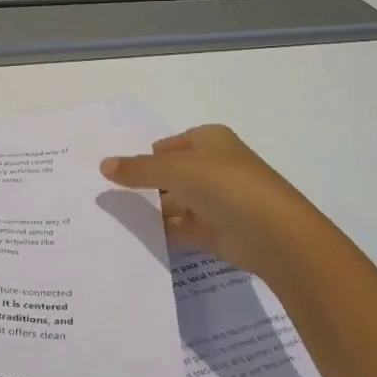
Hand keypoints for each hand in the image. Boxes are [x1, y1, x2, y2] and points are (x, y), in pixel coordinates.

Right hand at [101, 125, 333, 279]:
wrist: (273, 234)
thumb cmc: (224, 185)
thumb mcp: (174, 170)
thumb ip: (138, 169)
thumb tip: (103, 165)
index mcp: (209, 140)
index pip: (169, 145)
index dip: (144, 155)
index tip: (115, 169)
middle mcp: (214, 166)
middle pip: (170, 173)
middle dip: (144, 183)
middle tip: (107, 194)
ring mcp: (216, 200)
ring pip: (174, 201)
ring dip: (151, 209)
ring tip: (114, 216)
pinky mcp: (217, 230)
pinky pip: (181, 227)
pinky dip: (162, 231)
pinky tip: (137, 236)